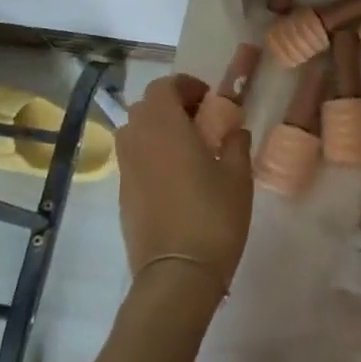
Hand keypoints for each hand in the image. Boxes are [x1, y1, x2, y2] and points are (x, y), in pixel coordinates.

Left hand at [115, 75, 252, 299]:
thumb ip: (235, 144)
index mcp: (164, 126)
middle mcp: (138, 140)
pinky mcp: (123, 194)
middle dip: (171, 105)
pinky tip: (176, 177)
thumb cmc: (212, 217)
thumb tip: (233, 130)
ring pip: (135, 132)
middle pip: (145, 106)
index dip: (186, 86)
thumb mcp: (237, 176)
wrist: (176, 275)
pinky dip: (151, 155)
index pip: (163, 87)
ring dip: (157, 129)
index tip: (209, 100)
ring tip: (187, 148)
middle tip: (200, 121)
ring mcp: (126, 169)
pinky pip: (133, 159)